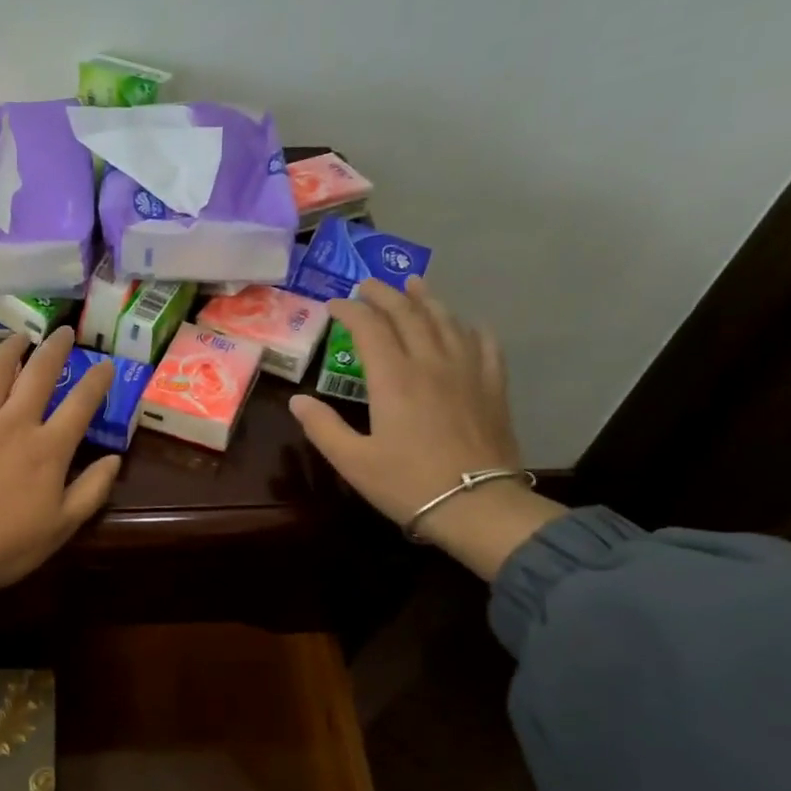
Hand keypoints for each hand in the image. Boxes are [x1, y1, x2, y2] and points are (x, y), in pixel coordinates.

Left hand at [0, 327, 121, 591]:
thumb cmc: (8, 546)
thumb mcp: (62, 526)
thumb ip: (92, 490)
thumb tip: (115, 458)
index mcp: (49, 448)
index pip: (81, 404)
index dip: (97, 381)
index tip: (106, 365)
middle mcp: (15, 422)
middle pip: (41, 374)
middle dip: (57, 349)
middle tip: (64, 333)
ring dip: (12, 347)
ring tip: (21, 337)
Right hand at [289, 278, 567, 580]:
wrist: (476, 505)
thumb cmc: (407, 484)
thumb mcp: (352, 461)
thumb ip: (322, 427)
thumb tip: (297, 400)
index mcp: (393, 378)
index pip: (369, 327)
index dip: (350, 310)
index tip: (334, 305)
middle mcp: (430, 362)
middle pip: (408, 313)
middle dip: (385, 295)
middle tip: (368, 285)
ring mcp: (467, 370)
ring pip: (446, 320)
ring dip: (426, 299)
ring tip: (414, 284)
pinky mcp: (492, 386)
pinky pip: (483, 343)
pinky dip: (469, 327)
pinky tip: (465, 324)